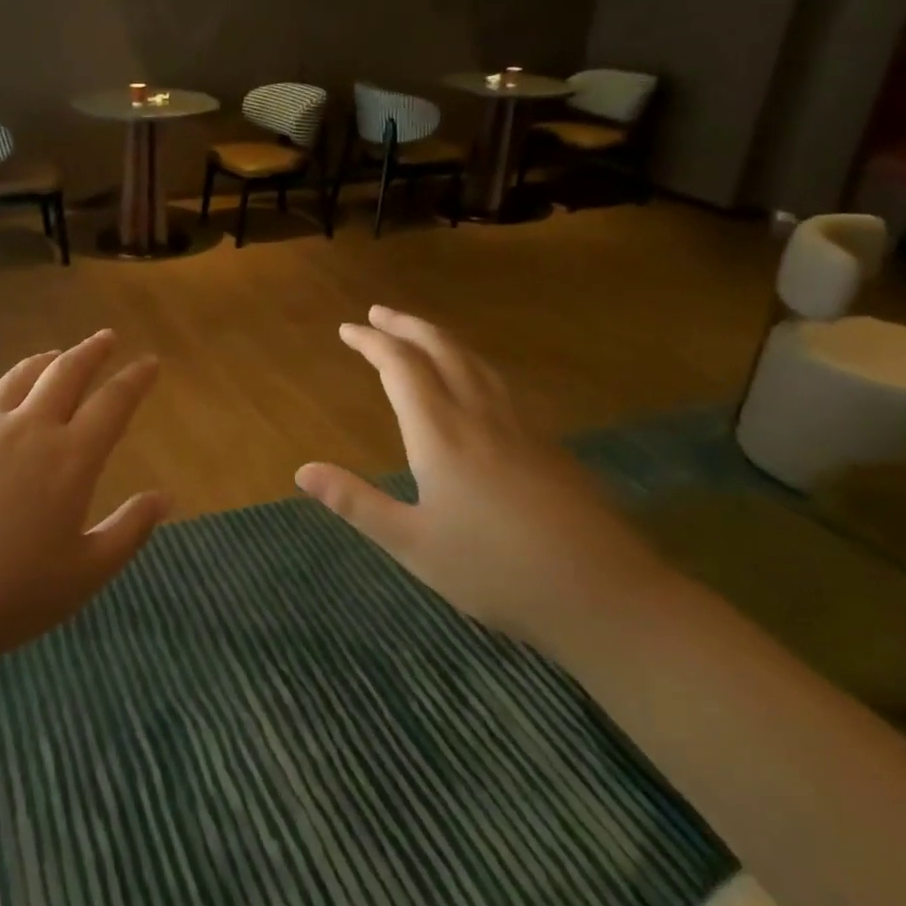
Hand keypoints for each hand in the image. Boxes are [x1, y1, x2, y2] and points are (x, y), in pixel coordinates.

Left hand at [0, 329, 166, 673]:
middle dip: (93, 350)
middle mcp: (28, 427)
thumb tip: (165, 496)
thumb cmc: (9, 596)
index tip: (150, 362)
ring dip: (45, 361)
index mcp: (70, 458)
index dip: (136, 378)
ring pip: (19, 375)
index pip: (114, 402)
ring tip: (56, 357)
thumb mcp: (85, 574)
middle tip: (107, 338)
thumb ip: (130, 531)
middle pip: (67, 371)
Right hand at [295, 306, 665, 653]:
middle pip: (441, 349)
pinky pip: (498, 382)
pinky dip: (470, 362)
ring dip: (440, 337)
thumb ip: (356, 502)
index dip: (372, 342)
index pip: (401, 367)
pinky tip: (472, 380)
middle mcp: (479, 415)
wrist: (604, 592)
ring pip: (475, 361)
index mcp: (441, 433)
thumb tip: (302, 471)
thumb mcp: (412, 544)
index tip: (348, 328)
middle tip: (378, 312)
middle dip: (406, 325)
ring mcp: (519, 425)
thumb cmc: (495, 570)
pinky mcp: (546, 442)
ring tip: (418, 333)